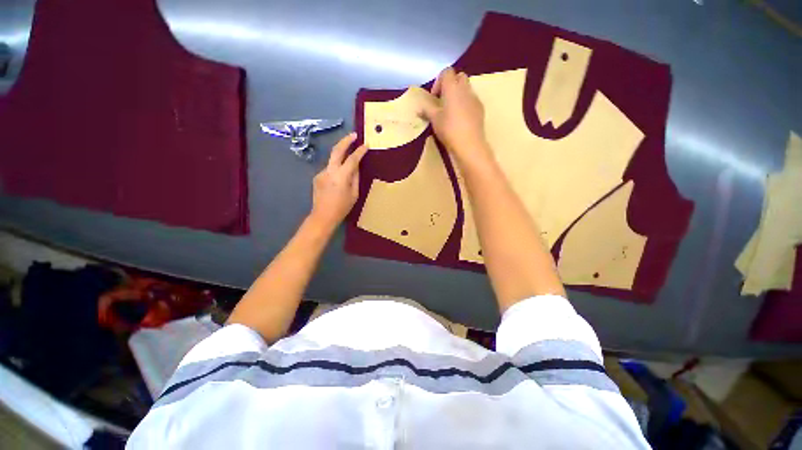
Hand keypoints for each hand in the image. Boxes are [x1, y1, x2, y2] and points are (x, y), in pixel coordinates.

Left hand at [309, 132, 368, 230]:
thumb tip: (356, 166)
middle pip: (337, 150)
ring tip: (349, 160)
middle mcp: (330, 170)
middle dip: (346, 140)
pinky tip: (339, 179)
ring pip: (333, 160)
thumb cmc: (342, 207)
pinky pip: (329, 169)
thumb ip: (355, 178)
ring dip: (341, 157)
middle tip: (354, 135)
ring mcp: (321, 172)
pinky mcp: (317, 176)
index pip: (352, 159)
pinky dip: (336, 169)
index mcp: (341, 176)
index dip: (360, 151)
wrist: (322, 216)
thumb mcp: (354, 194)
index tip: (366, 145)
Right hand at [419, 67, 491, 164]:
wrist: (469, 144)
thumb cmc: (449, 129)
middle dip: (450, 85)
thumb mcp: (434, 120)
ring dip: (458, 95)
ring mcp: (475, 98)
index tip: (435, 98)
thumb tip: (419, 108)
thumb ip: (426, 110)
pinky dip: (465, 104)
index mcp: (452, 87)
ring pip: (466, 89)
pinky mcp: (480, 109)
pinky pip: (472, 100)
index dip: (439, 82)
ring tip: (451, 112)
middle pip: (459, 77)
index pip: (446, 72)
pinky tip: (460, 120)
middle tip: (443, 102)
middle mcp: (465, 89)